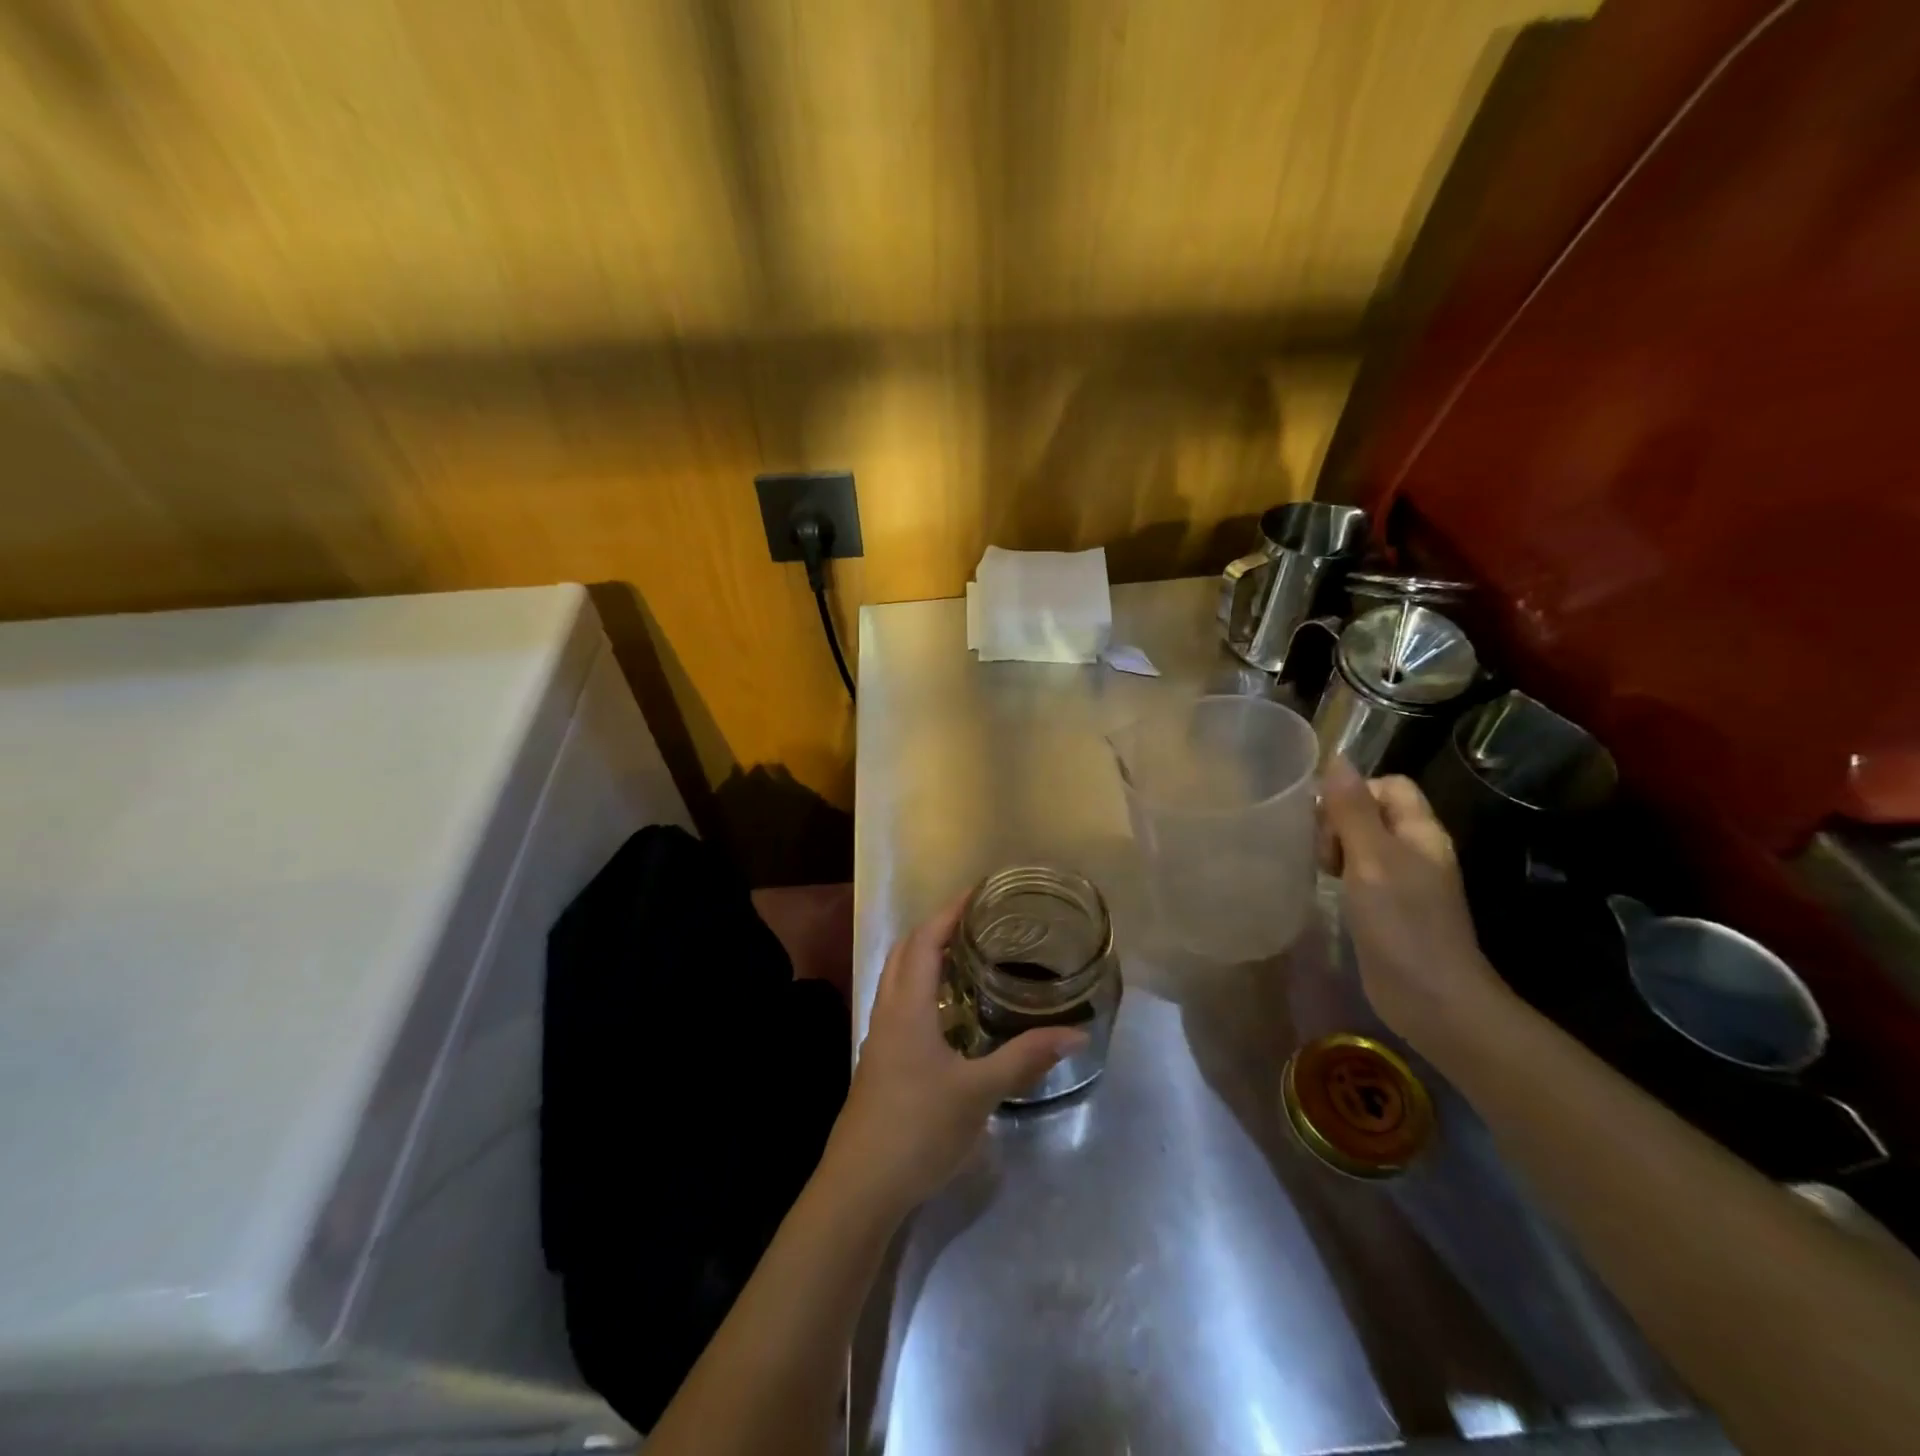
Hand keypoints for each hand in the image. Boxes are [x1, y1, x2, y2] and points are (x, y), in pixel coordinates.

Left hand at [821, 893, 1087, 1218]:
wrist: (860, 1187)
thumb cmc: (918, 1129)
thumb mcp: (978, 1093)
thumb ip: (1025, 1059)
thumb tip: (1076, 1033)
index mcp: (908, 1008)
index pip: (924, 941)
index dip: (949, 913)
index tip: (977, 893)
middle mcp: (888, 1013)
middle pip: (905, 953)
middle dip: (935, 929)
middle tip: (976, 923)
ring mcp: (880, 1040)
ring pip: (898, 980)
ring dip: (925, 959)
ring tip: (966, 959)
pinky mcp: (879, 1064)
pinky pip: (899, 1006)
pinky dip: (921, 991)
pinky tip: (949, 1015)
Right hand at [1318, 757, 1512, 1049]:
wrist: (1432, 1000)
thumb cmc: (1403, 924)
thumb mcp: (1372, 859)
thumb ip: (1352, 810)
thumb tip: (1337, 758)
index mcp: (1420, 832)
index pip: (1388, 785)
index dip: (1354, 792)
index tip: (1326, 820)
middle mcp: (1415, 851)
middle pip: (1371, 812)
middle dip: (1338, 822)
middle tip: (1322, 853)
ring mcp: (1403, 882)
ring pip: (1361, 843)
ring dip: (1335, 849)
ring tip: (1320, 871)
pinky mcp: (1388, 908)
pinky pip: (1359, 873)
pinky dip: (1340, 874)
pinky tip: (1325, 890)